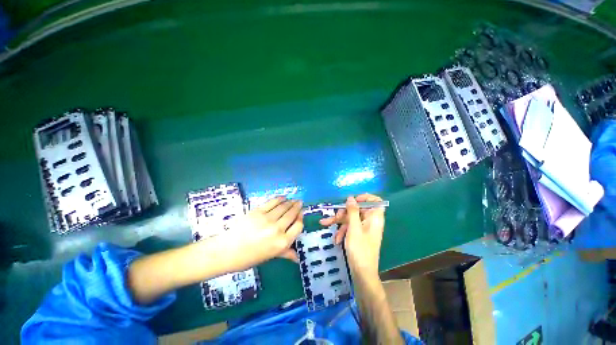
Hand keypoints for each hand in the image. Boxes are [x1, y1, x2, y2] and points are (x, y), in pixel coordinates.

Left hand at [217, 196, 303, 270]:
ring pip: (283, 207)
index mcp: (282, 243)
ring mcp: (267, 219)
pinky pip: (272, 203)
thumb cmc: (249, 257)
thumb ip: (285, 254)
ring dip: (290, 202)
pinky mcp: (258, 211)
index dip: (300, 218)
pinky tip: (283, 197)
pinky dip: (279, 199)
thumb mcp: (270, 257)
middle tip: (300, 202)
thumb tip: (296, 258)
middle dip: (297, 207)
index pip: (298, 226)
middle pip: (292, 214)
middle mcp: (277, 229)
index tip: (301, 214)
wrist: (227, 251)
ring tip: (293, 199)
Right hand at [320, 194, 384, 277]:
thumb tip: (351, 198)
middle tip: (334, 216)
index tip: (353, 200)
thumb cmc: (360, 250)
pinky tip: (336, 239)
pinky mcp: (359, 234)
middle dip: (344, 212)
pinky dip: (342, 231)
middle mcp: (370, 221)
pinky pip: (350, 227)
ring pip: (351, 218)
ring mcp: (364, 228)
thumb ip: (353, 211)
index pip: (375, 201)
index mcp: (374, 218)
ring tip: (325, 224)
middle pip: (358, 209)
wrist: (362, 274)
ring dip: (339, 222)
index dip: (365, 198)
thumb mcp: (354, 228)